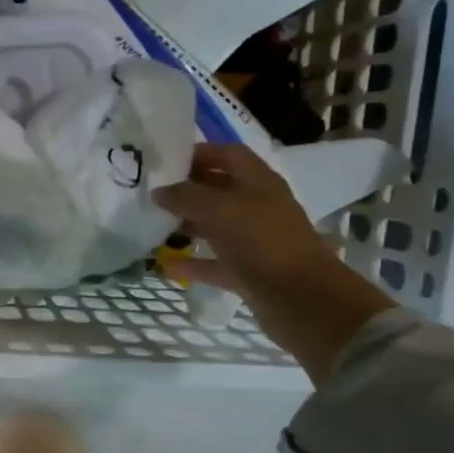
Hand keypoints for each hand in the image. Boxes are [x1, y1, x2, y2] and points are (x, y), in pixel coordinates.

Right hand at [155, 143, 393, 382]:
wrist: (300, 299)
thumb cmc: (261, 243)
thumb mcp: (219, 210)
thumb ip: (186, 196)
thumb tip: (159, 190)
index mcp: (258, 182)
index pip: (227, 155)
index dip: (199, 153)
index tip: (164, 162)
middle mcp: (258, 206)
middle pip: (219, 190)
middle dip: (188, 190)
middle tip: (153, 195)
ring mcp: (255, 241)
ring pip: (217, 226)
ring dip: (189, 225)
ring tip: (155, 226)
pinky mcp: (250, 272)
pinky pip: (216, 262)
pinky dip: (194, 263)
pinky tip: (167, 266)